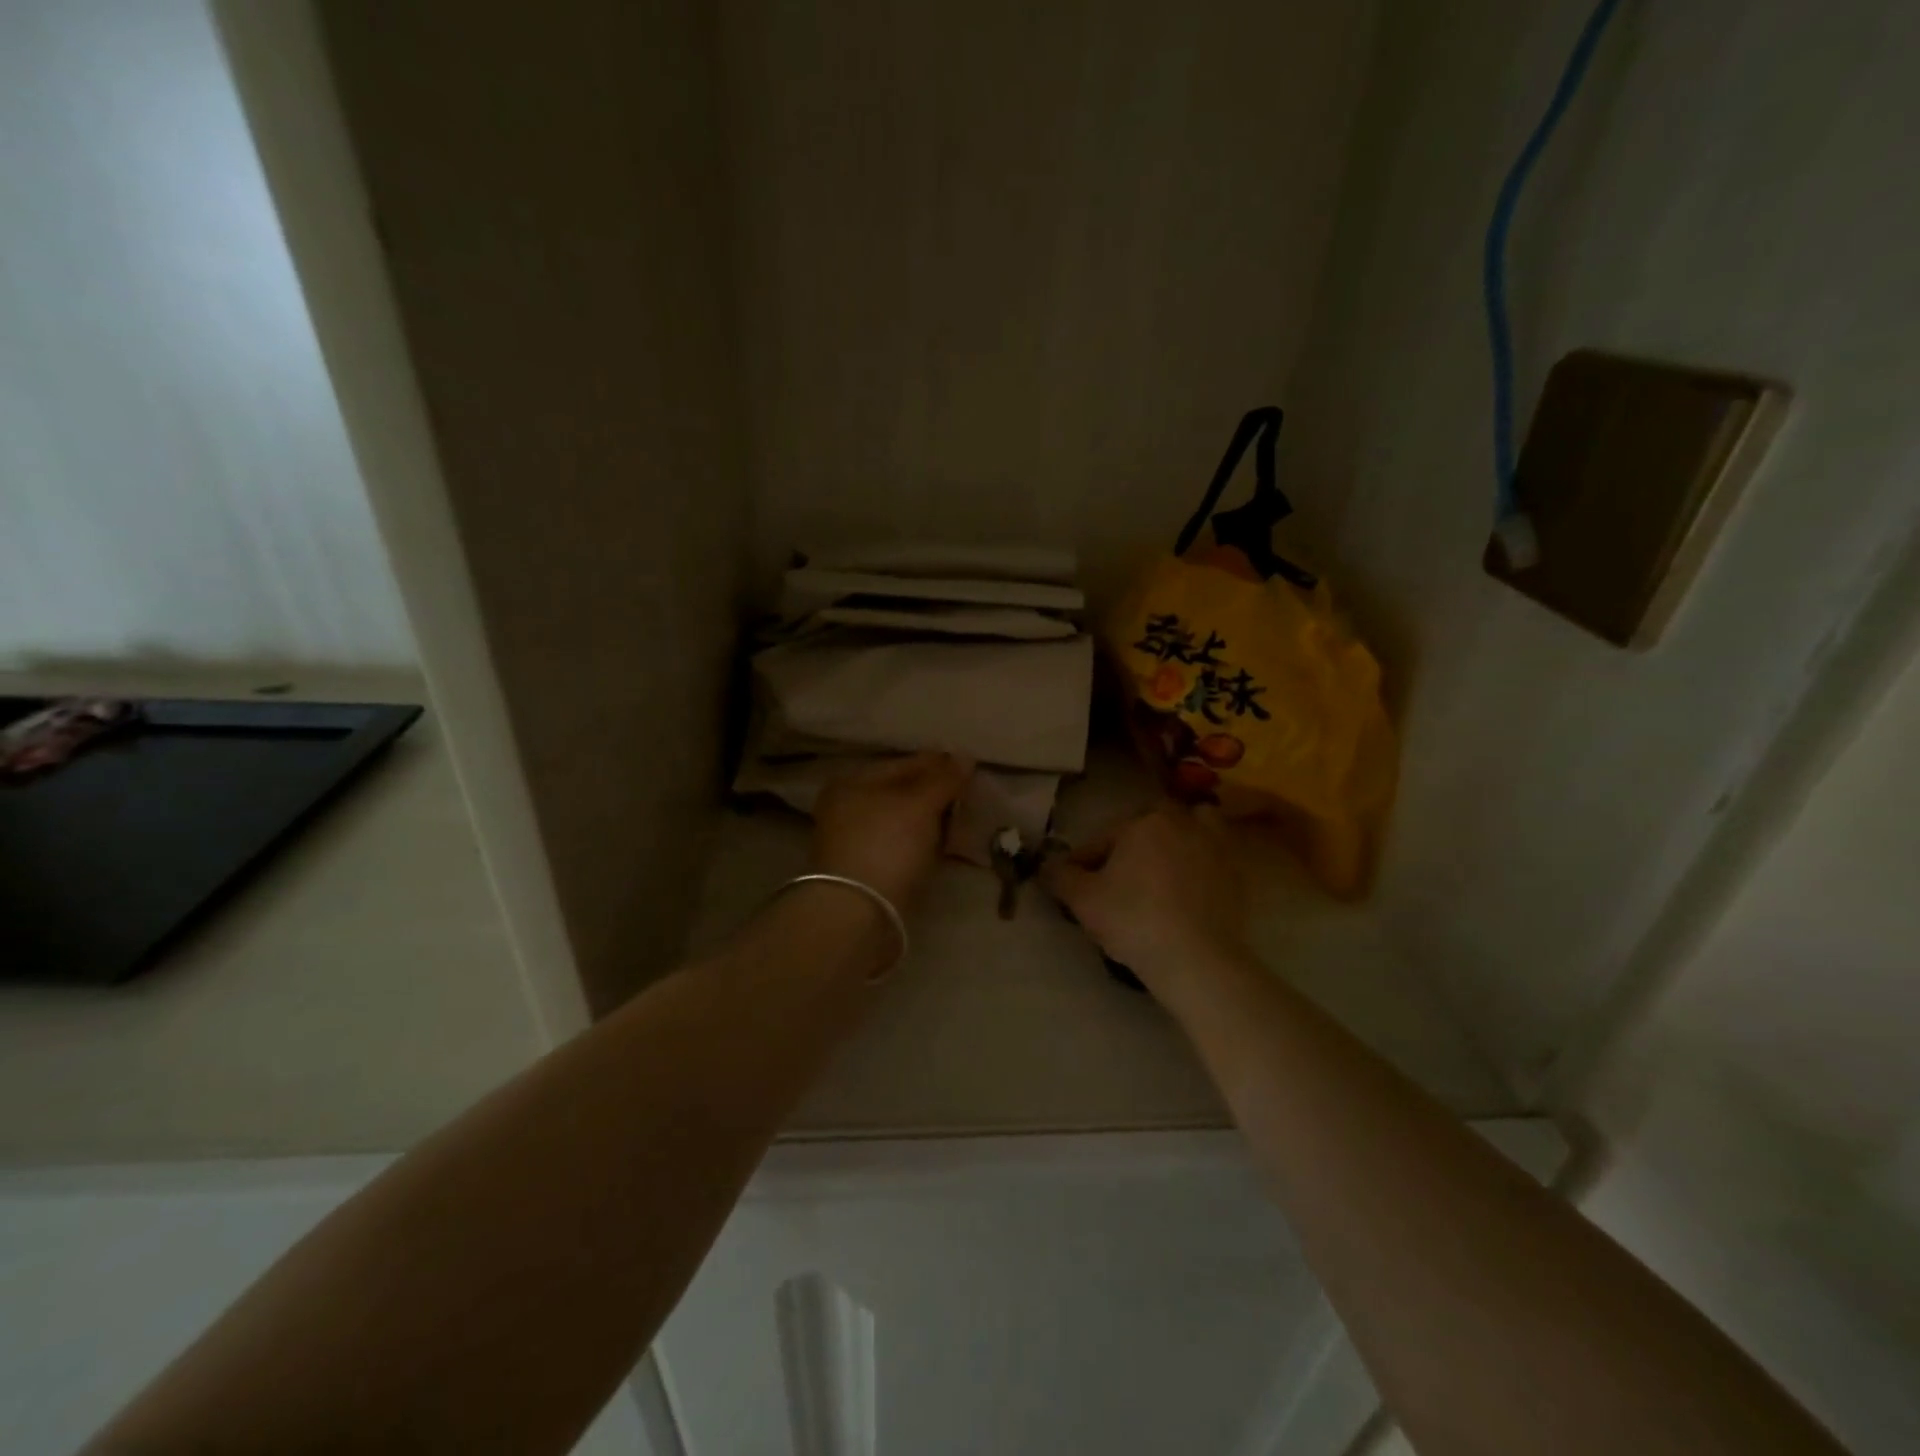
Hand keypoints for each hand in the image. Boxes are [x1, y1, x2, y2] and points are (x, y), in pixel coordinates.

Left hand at [811, 753, 973, 909]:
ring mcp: (855, 841)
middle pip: (902, 793)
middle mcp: (847, 808)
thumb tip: (965, 756)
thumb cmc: (887, 845)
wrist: (859, 915)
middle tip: (971, 796)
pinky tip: (945, 846)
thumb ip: (944, 779)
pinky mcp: (867, 870)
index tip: (971, 769)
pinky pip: (902, 846)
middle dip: (937, 794)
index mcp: (852, 783)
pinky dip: (923, 844)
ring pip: (903, 821)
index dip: (938, 765)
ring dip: (932, 821)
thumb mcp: (920, 805)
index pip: (903, 764)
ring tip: (964, 822)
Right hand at [1040, 803, 1247, 996]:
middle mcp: (1183, 822)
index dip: (1084, 864)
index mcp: (1143, 822)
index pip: (1103, 839)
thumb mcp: (1083, 900)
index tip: (1075, 888)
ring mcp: (1216, 847)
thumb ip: (1060, 876)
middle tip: (1118, 884)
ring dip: (1177, 844)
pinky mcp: (1237, 875)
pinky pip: (1213, 861)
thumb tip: (1046, 865)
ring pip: (1190, 833)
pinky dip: (1201, 868)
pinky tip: (1188, 894)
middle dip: (1131, 850)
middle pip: (1147, 831)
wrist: (1196, 959)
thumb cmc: (1133, 920)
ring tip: (1162, 874)